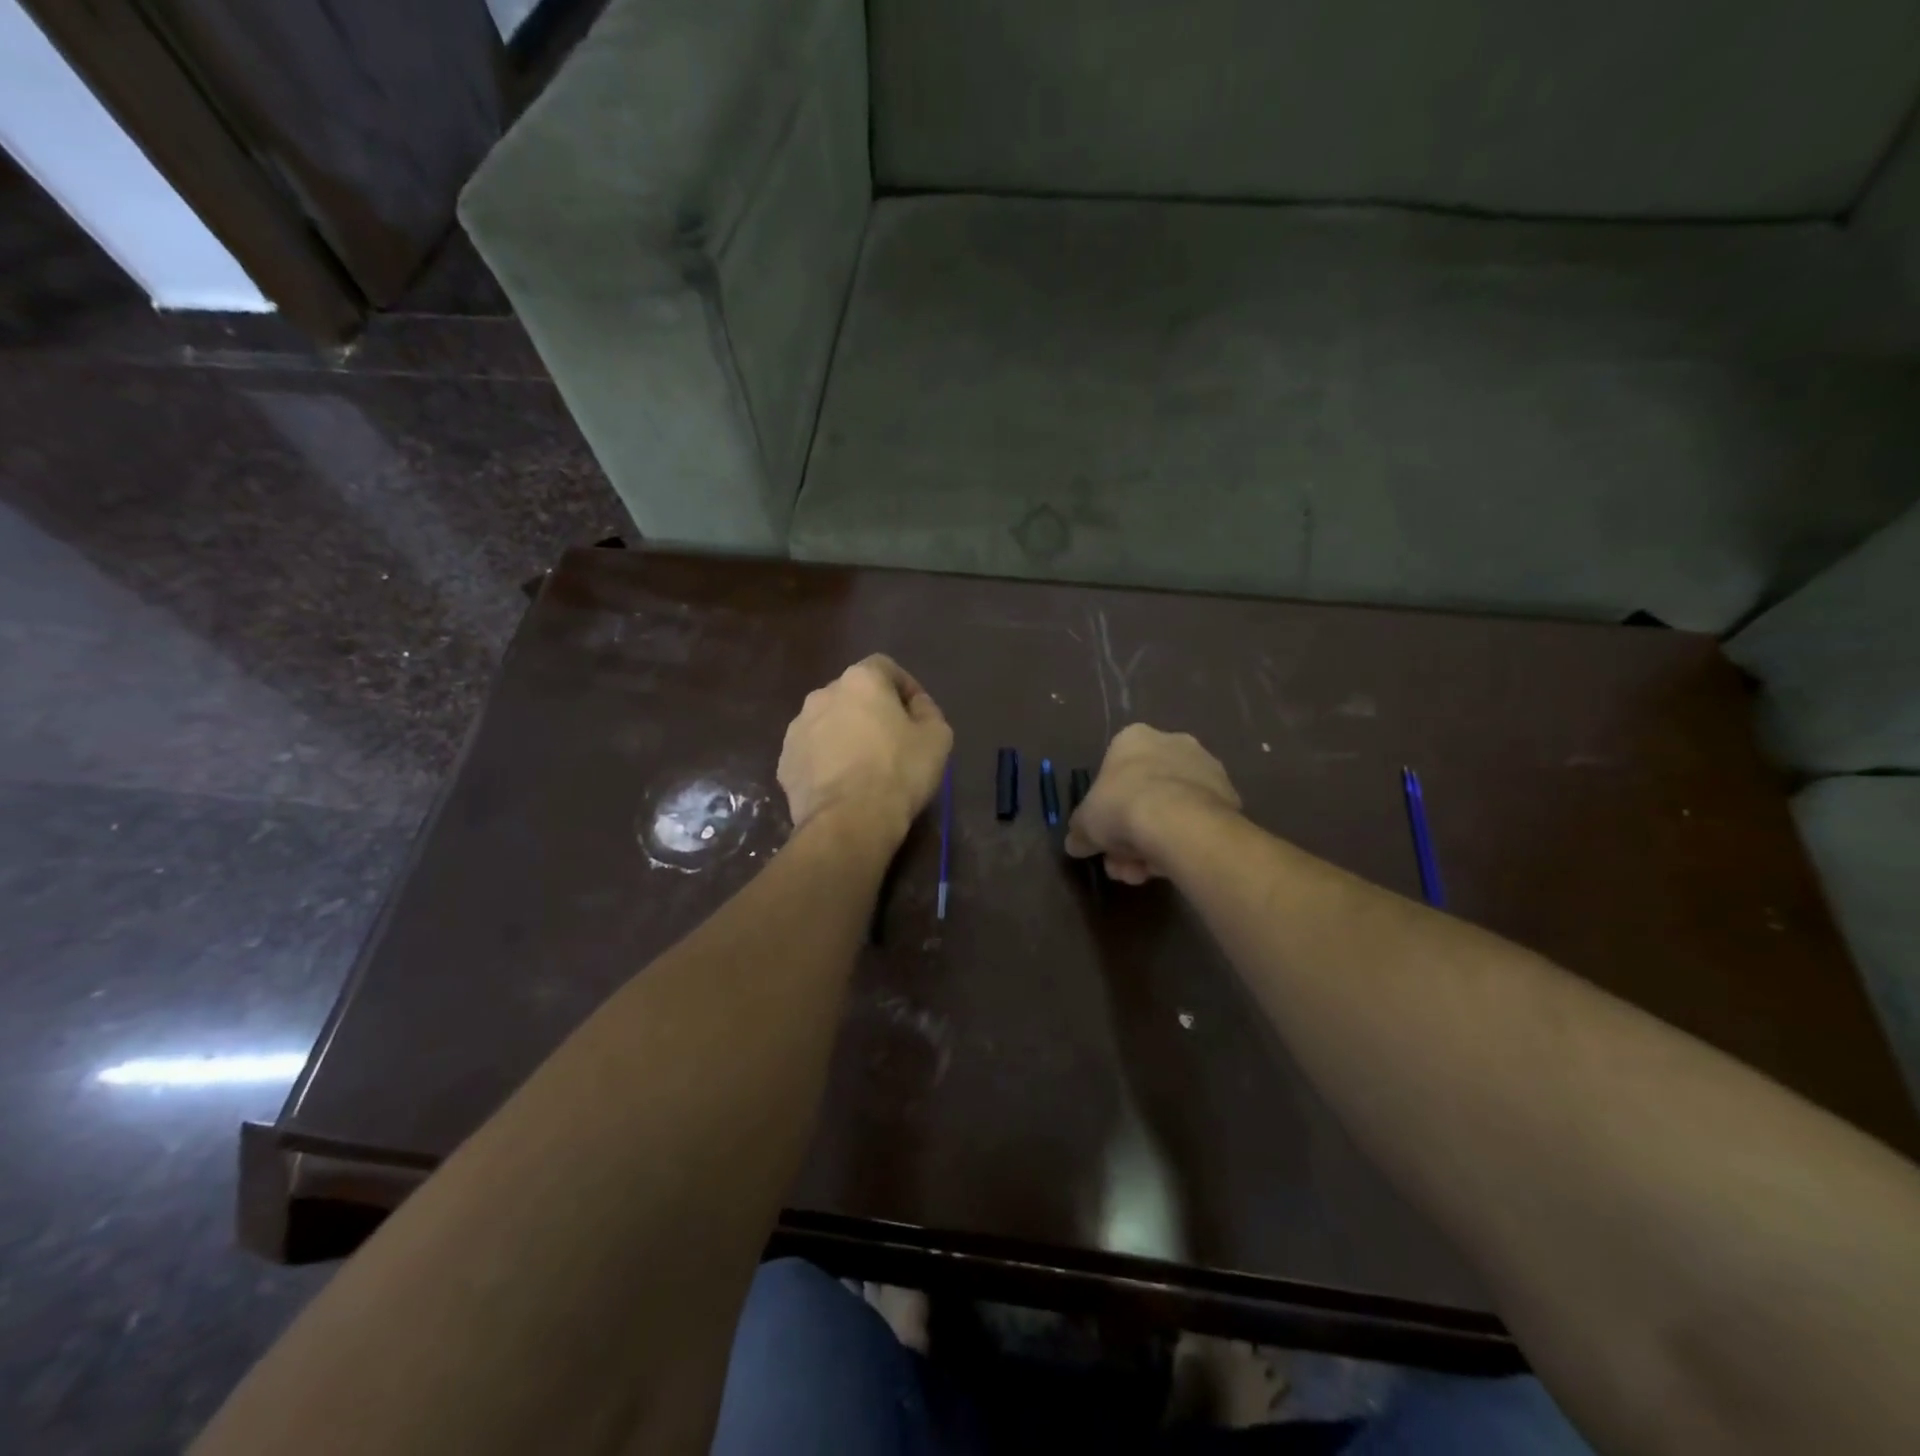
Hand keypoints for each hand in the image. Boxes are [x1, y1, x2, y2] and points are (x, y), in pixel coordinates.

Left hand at [778, 655, 952, 846]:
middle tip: (892, 741)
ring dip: (846, 735)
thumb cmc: (898, 772)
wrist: (849, 822)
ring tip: (864, 766)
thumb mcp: (937, 738)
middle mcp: (822, 695)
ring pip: (828, 723)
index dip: (905, 687)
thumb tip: (916, 707)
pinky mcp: (785, 762)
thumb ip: (928, 712)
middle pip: (853, 694)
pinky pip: (812, 753)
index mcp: (860, 680)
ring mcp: (797, 729)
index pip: (885, 667)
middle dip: (872, 711)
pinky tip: (842, 785)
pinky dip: (826, 761)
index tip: (917, 714)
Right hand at [1065, 724, 1240, 883]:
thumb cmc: (1121, 806)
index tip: (1104, 834)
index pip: (1115, 770)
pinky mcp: (1229, 796)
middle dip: (1130, 833)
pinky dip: (1181, 843)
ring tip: (1143, 874)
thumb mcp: (1085, 823)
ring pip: (1171, 811)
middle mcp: (1173, 743)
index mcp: (1134, 738)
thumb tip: (1076, 843)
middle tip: (1122, 863)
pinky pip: (1195, 823)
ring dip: (1154, 844)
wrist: (1178, 821)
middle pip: (1145, 793)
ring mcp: (1205, 768)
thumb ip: (1080, 831)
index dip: (1106, 807)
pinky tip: (1169, 868)